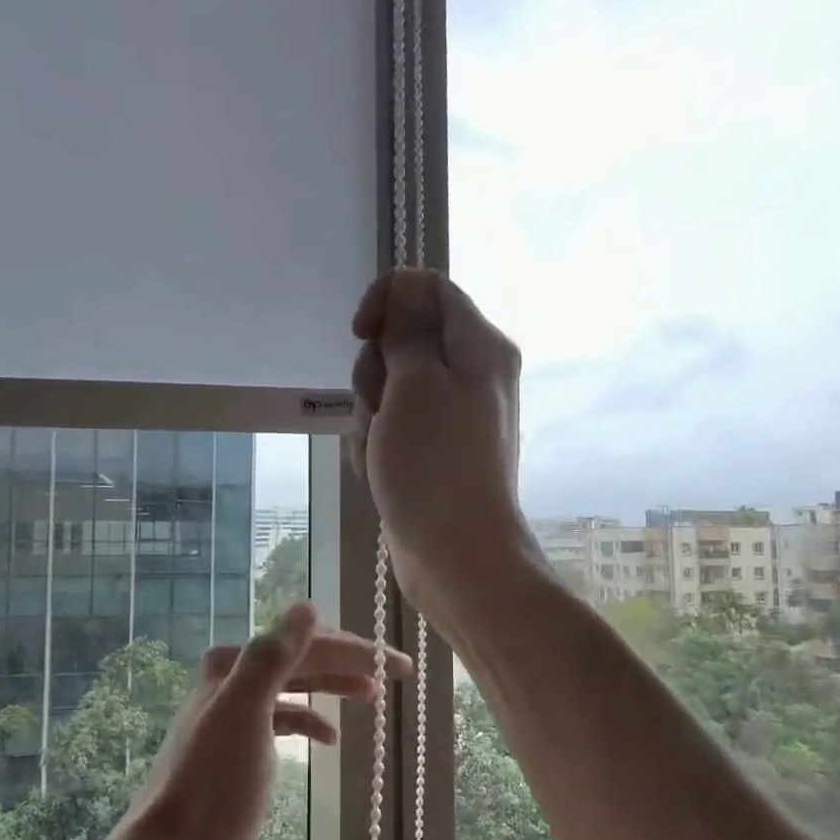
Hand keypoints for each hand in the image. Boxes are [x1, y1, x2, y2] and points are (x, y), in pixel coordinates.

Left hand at [130, 602, 412, 839]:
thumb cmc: (213, 785)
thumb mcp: (244, 714)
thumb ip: (272, 657)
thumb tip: (308, 606)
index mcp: (236, 663)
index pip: (308, 644)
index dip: (356, 651)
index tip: (399, 664)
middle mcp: (235, 676)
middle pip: (304, 660)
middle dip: (350, 663)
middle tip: (397, 672)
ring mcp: (238, 709)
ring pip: (297, 685)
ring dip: (334, 686)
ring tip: (372, 695)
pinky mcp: (242, 740)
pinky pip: (285, 716)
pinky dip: (310, 720)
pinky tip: (331, 738)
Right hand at [350, 269, 535, 621]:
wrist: (455, 555)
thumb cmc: (435, 465)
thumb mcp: (416, 384)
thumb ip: (408, 329)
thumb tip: (406, 285)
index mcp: (479, 347)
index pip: (427, 288)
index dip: (387, 301)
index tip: (360, 333)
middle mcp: (470, 374)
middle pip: (403, 340)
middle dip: (376, 372)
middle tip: (383, 408)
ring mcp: (449, 415)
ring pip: (389, 387)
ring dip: (371, 414)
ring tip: (383, 450)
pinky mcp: (430, 449)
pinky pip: (391, 426)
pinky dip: (378, 443)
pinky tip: (382, 472)